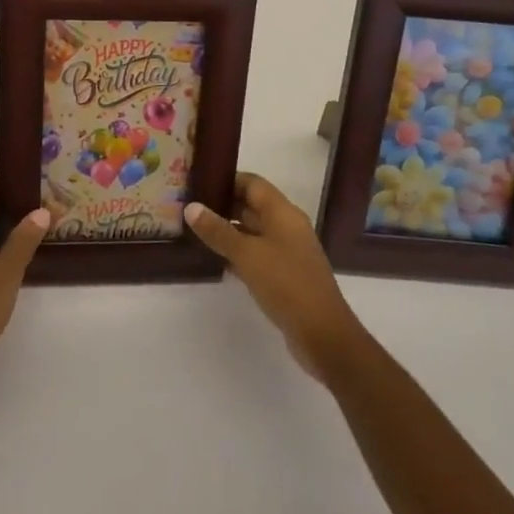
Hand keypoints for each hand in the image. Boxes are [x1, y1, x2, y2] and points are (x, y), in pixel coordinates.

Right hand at [186, 173, 369, 381]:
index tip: (198, 183)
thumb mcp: (247, 254)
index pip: (252, 183)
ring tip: (196, 230)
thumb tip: (191, 207)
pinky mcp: (285, 275)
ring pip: (253, 231)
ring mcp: (288, 251)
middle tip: (190, 207)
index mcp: (283, 213)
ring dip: (228, 230)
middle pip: (252, 205)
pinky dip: (238, 252)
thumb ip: (218, 230)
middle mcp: (287, 227)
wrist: (323, 334)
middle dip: (223, 205)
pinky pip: (257, 254)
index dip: (226, 180)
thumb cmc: (286, 284)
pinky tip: (216, 259)